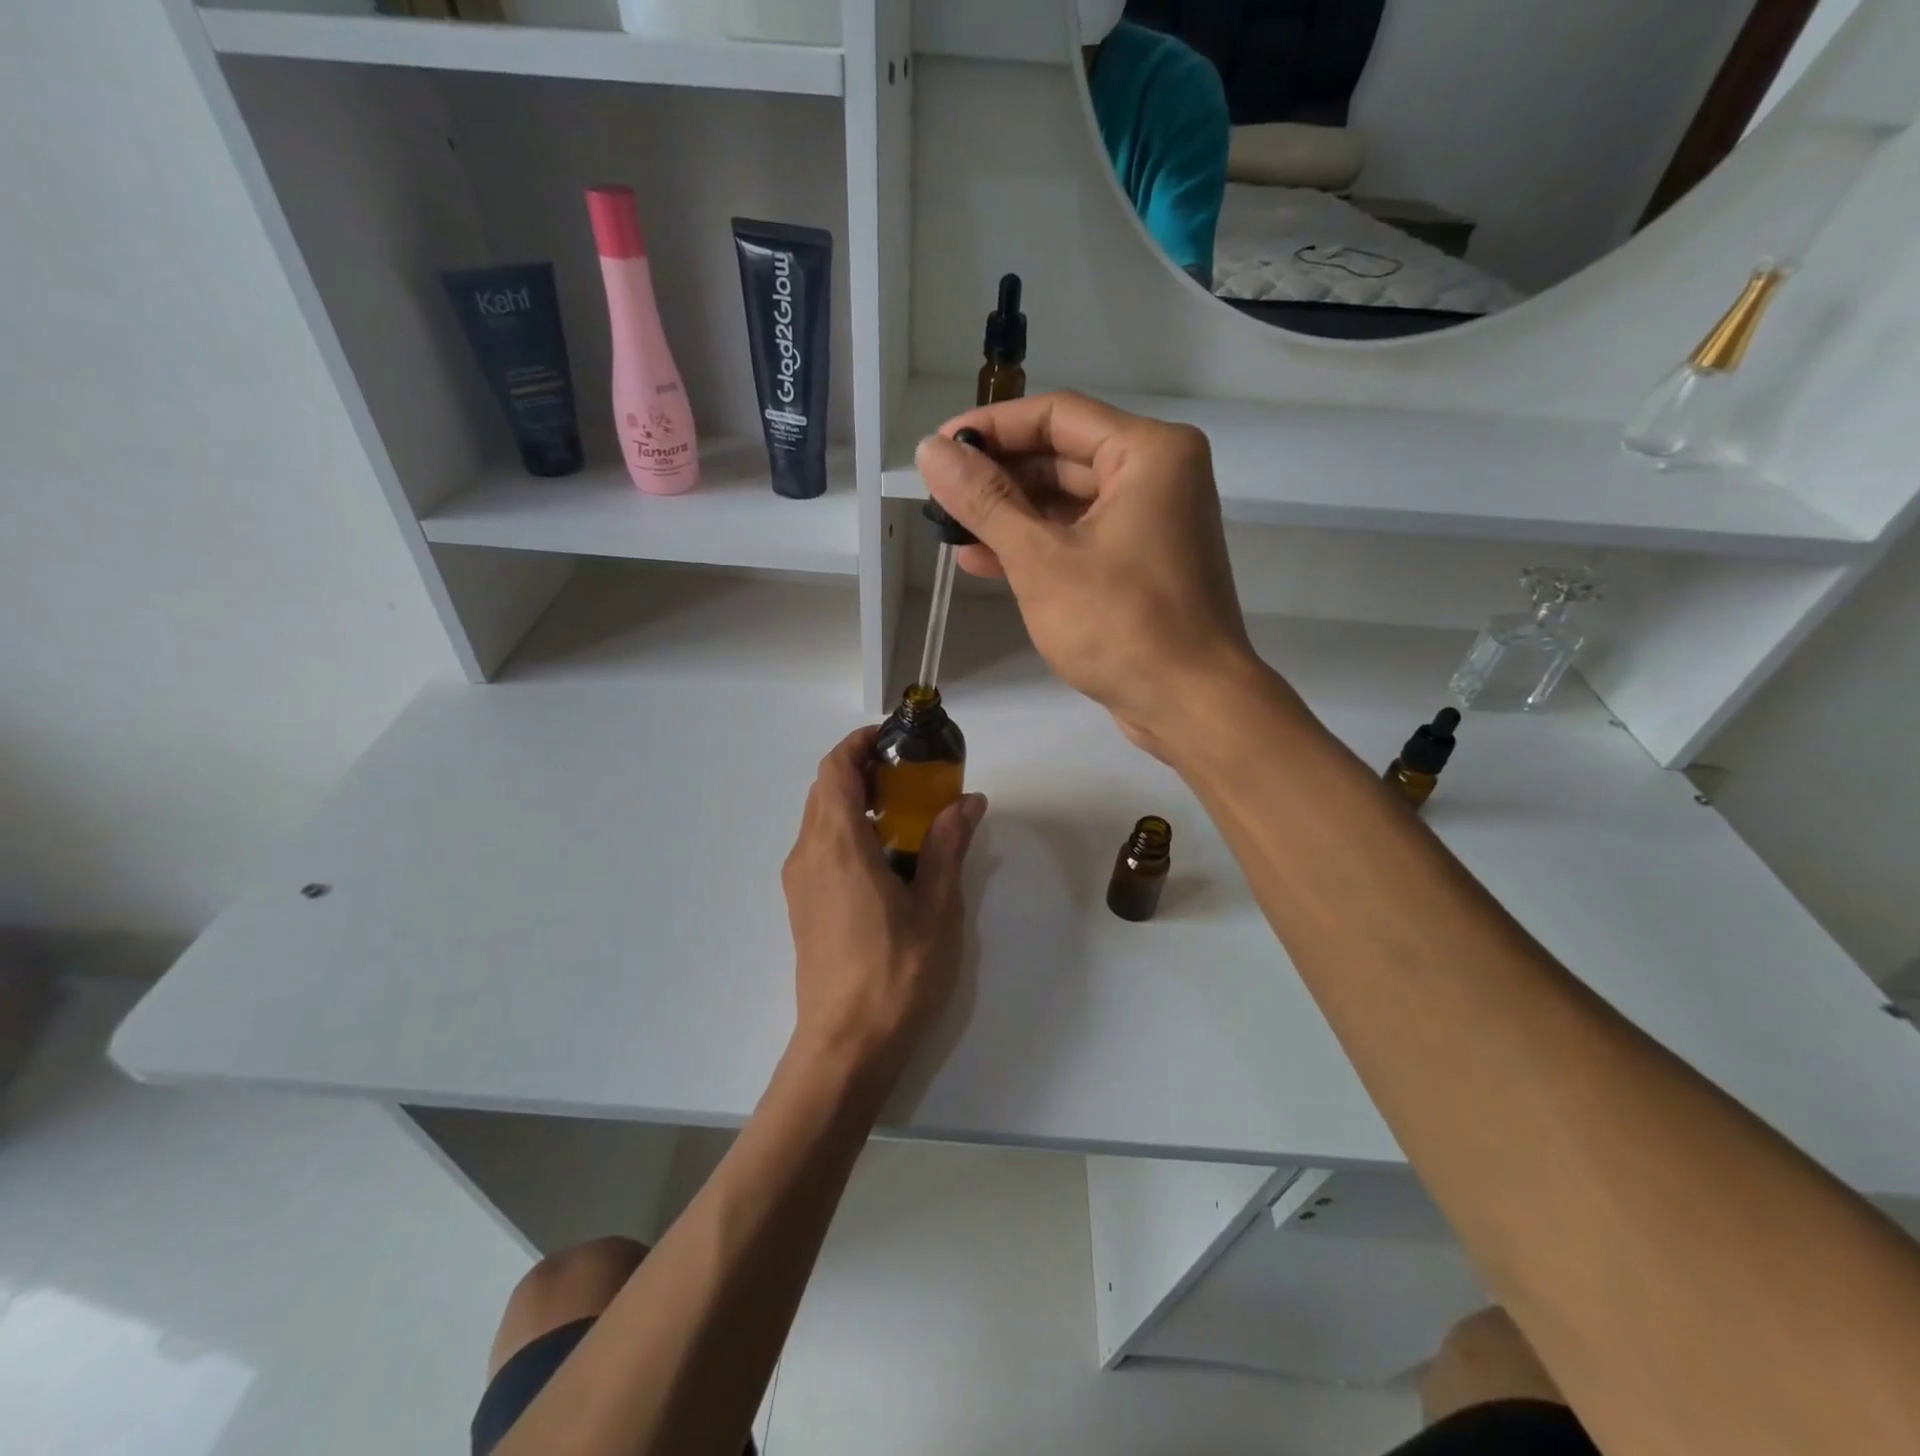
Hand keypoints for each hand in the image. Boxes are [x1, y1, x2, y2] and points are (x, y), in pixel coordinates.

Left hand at [782, 726, 987, 1091]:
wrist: (846, 1047)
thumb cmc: (896, 973)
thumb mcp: (937, 907)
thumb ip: (947, 846)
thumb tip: (968, 801)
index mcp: (838, 845)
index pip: (835, 769)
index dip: (860, 743)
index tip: (896, 739)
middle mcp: (809, 854)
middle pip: (825, 789)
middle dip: (863, 770)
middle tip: (912, 775)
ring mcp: (800, 882)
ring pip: (820, 818)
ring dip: (855, 801)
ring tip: (905, 813)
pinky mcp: (802, 906)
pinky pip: (820, 847)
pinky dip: (848, 831)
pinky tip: (886, 857)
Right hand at [915, 392, 1266, 755]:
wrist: (1191, 706)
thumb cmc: (1121, 625)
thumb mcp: (1042, 559)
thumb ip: (985, 501)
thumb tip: (931, 451)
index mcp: (1148, 453)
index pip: (1056, 416)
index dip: (991, 429)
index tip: (939, 449)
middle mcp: (1157, 476)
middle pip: (1062, 457)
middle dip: (998, 477)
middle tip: (940, 495)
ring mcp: (1151, 523)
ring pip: (1067, 502)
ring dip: (1010, 516)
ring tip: (951, 531)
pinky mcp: (1141, 565)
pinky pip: (1080, 538)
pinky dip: (1036, 547)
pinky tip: (983, 561)